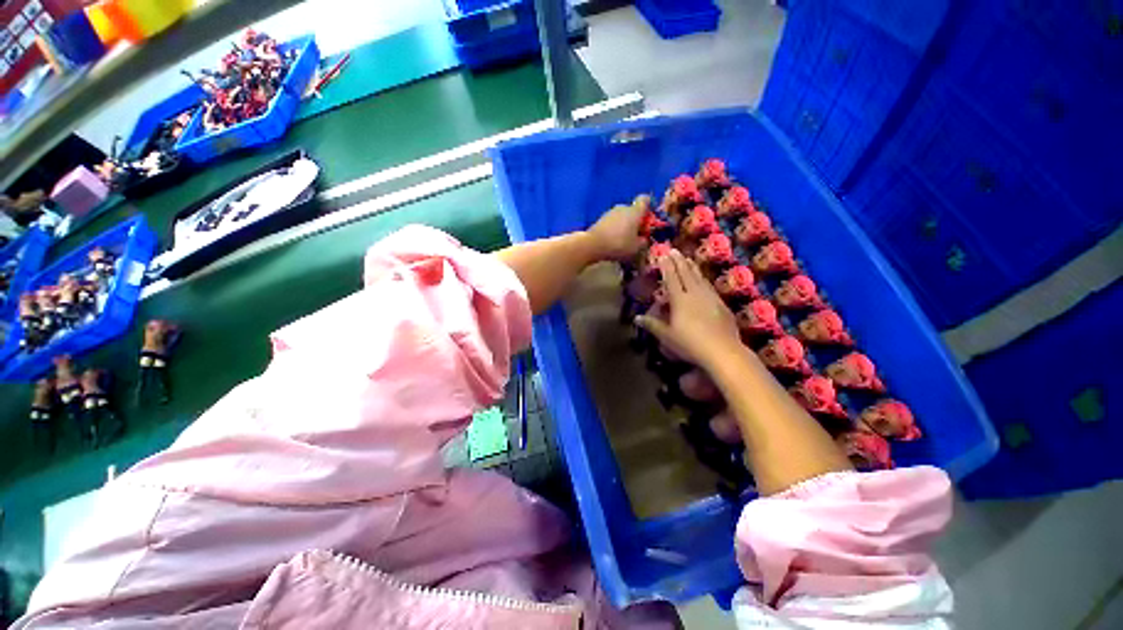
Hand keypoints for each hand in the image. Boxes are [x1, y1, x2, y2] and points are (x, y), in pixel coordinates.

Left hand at [587, 198, 646, 261]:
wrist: (593, 245)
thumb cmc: (619, 244)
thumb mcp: (636, 247)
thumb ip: (644, 242)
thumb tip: (644, 239)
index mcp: (634, 211)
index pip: (645, 200)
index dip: (649, 206)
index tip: (649, 218)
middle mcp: (622, 207)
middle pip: (633, 210)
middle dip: (636, 221)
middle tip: (637, 235)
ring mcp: (610, 212)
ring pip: (622, 217)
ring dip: (625, 225)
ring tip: (625, 240)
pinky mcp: (600, 219)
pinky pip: (613, 222)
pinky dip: (615, 229)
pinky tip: (614, 241)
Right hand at [636, 249, 741, 370]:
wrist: (723, 351)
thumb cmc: (689, 343)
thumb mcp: (666, 336)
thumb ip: (652, 324)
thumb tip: (636, 317)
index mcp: (680, 300)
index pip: (672, 279)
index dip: (667, 267)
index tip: (663, 254)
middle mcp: (695, 294)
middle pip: (686, 274)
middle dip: (679, 261)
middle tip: (674, 249)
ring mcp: (710, 298)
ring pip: (699, 278)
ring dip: (692, 267)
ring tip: (688, 258)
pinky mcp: (721, 304)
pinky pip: (709, 286)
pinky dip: (703, 278)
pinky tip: (704, 279)